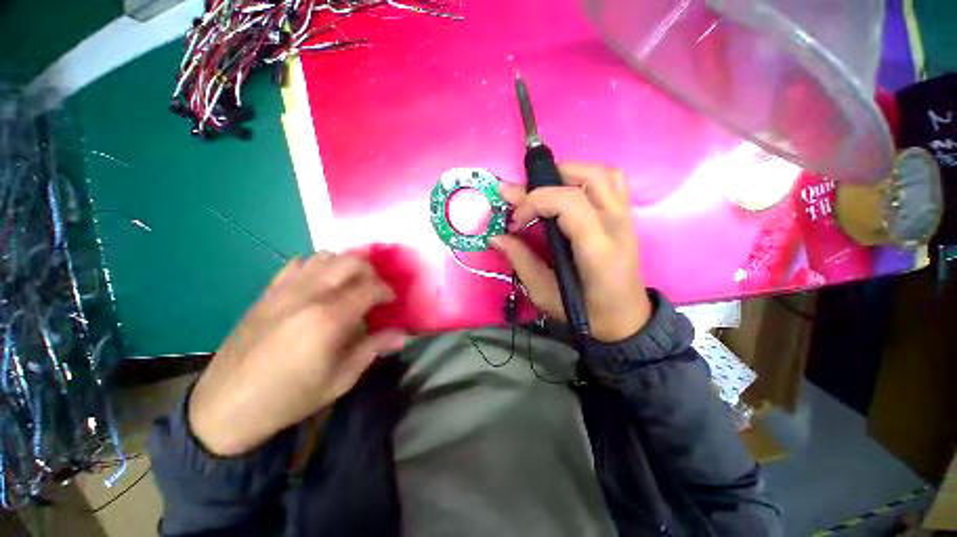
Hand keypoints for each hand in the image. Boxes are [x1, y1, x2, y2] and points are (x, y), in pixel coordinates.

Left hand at [189, 253, 403, 456]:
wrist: (226, 406)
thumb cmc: (290, 398)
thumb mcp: (340, 380)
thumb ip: (373, 349)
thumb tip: (402, 334)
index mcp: (329, 319)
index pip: (370, 287)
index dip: (387, 290)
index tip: (391, 301)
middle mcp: (308, 296)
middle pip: (350, 261)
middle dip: (370, 271)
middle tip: (373, 289)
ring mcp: (284, 291)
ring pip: (324, 257)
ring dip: (345, 265)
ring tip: (349, 285)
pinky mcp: (267, 293)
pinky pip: (296, 264)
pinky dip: (315, 266)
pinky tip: (319, 284)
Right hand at [493, 163, 651, 342]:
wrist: (625, 319)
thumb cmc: (585, 313)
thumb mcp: (545, 294)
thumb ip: (521, 261)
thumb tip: (497, 237)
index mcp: (598, 249)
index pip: (568, 202)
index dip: (535, 201)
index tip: (515, 220)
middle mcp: (616, 225)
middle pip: (587, 177)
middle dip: (547, 180)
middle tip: (523, 199)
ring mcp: (626, 217)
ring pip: (601, 172)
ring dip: (567, 173)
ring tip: (544, 191)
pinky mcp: (626, 217)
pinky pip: (611, 180)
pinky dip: (584, 177)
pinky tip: (567, 193)